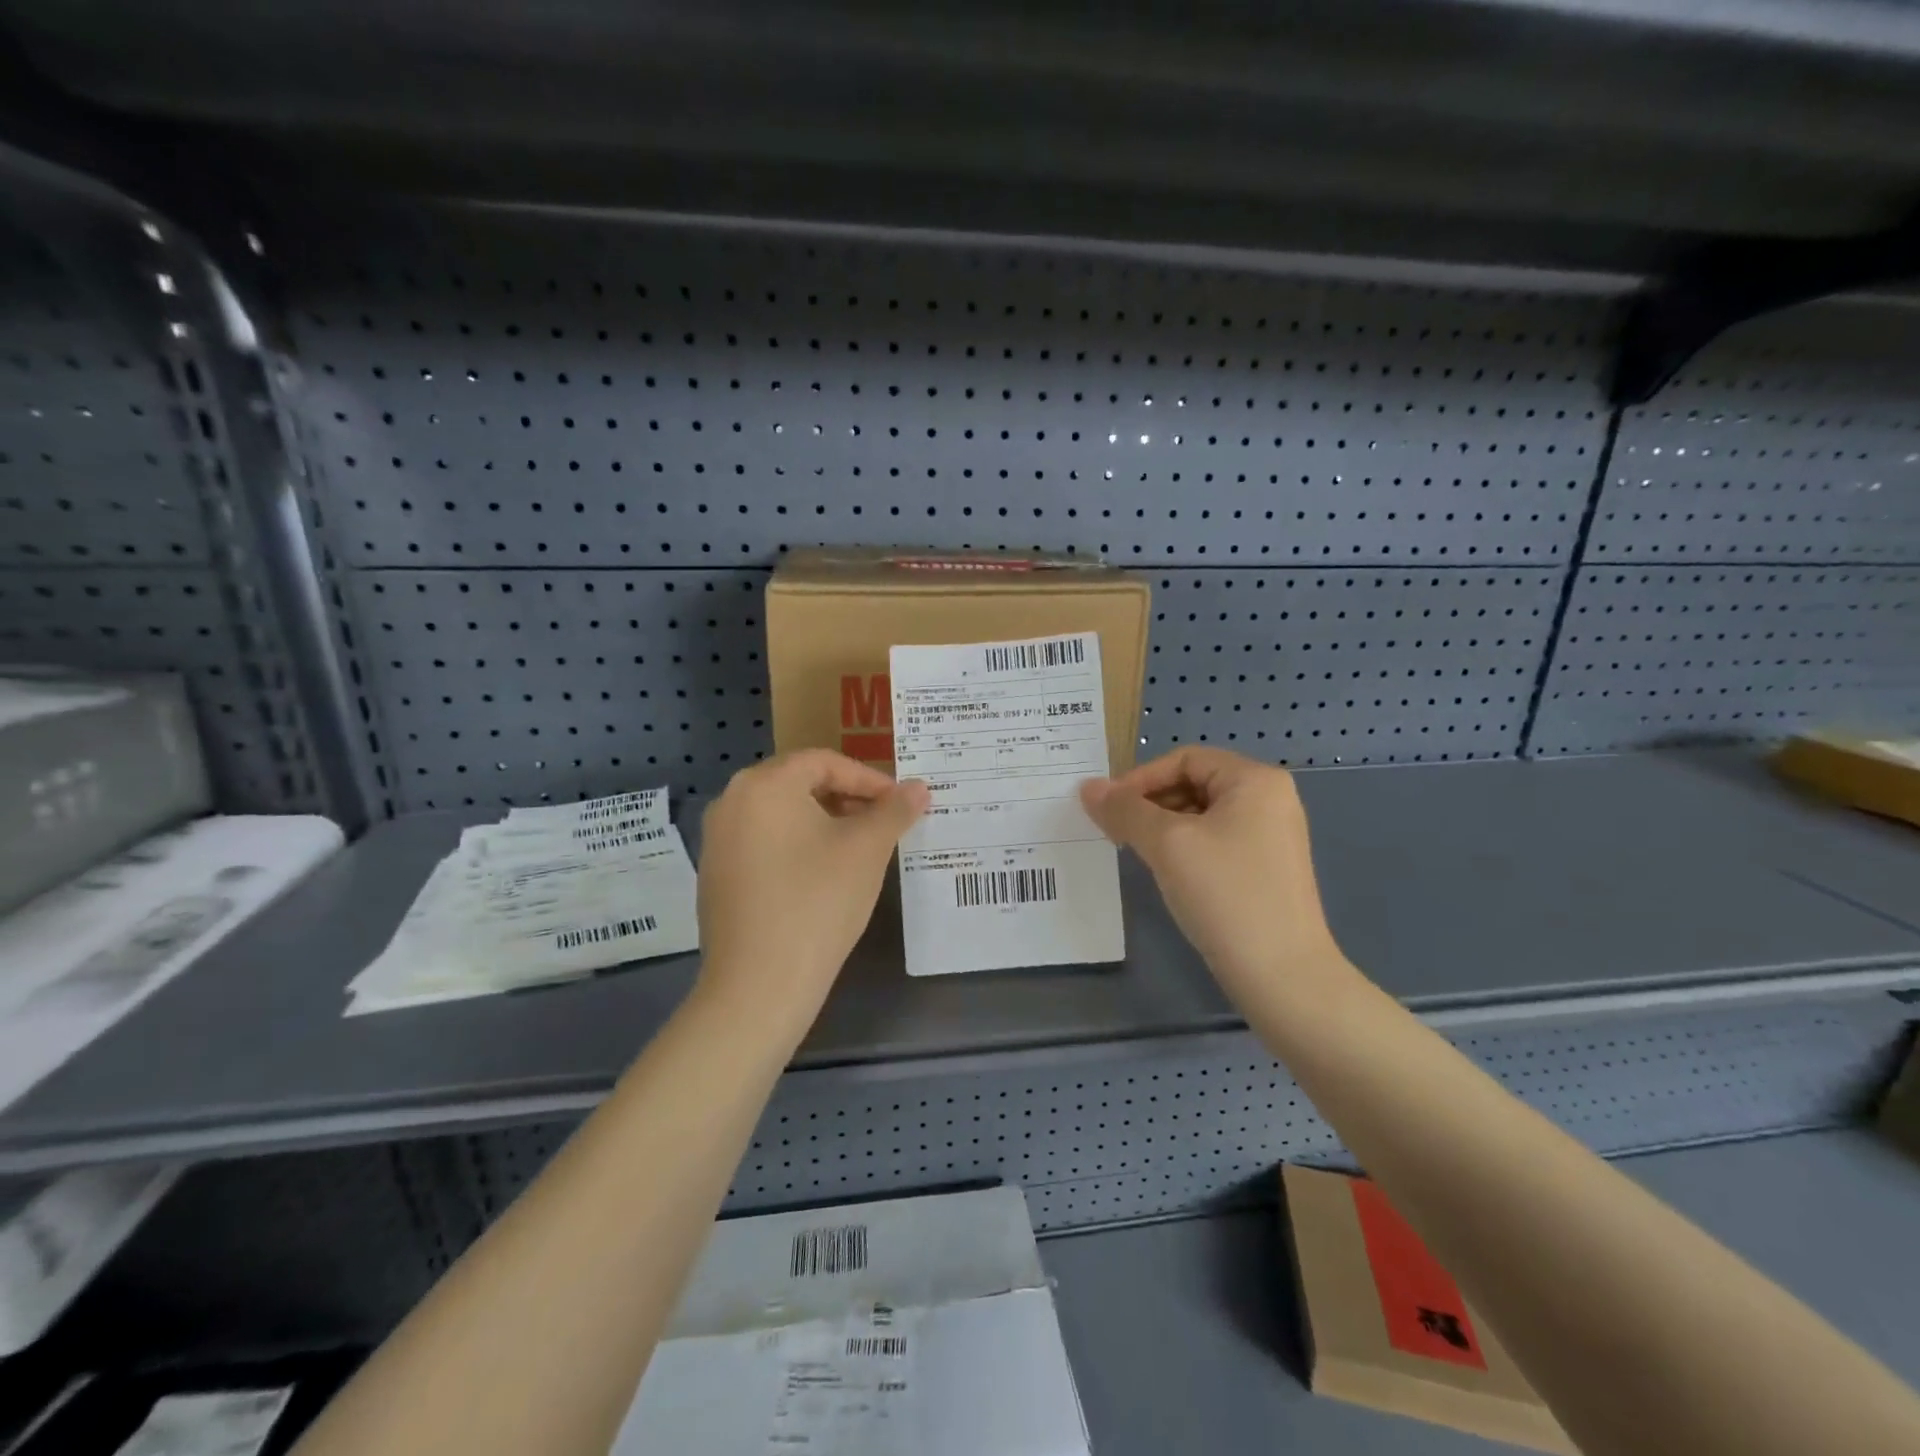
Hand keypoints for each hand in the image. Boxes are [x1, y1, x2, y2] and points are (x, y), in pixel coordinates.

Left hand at [696, 751, 927, 1034]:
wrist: (758, 986)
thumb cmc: (817, 902)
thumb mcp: (866, 850)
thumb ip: (894, 811)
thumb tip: (919, 788)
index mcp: (764, 785)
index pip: (825, 762)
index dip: (869, 779)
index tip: (901, 804)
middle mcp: (731, 802)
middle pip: (800, 784)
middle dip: (848, 799)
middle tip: (884, 823)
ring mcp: (717, 841)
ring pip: (782, 815)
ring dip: (825, 823)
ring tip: (859, 849)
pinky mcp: (716, 876)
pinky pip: (764, 844)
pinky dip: (798, 847)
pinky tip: (823, 877)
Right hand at [1080, 747, 1349, 1004]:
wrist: (1282, 976)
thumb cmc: (1226, 895)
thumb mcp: (1167, 845)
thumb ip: (1125, 810)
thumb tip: (1087, 787)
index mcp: (1255, 780)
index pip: (1185, 759)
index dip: (1140, 778)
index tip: (1107, 808)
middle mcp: (1269, 799)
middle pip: (1193, 783)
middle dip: (1150, 803)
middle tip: (1115, 831)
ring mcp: (1271, 836)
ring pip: (1201, 815)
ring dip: (1162, 826)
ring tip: (1134, 851)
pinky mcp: (1265, 868)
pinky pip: (1214, 841)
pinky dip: (1183, 848)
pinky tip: (1164, 872)